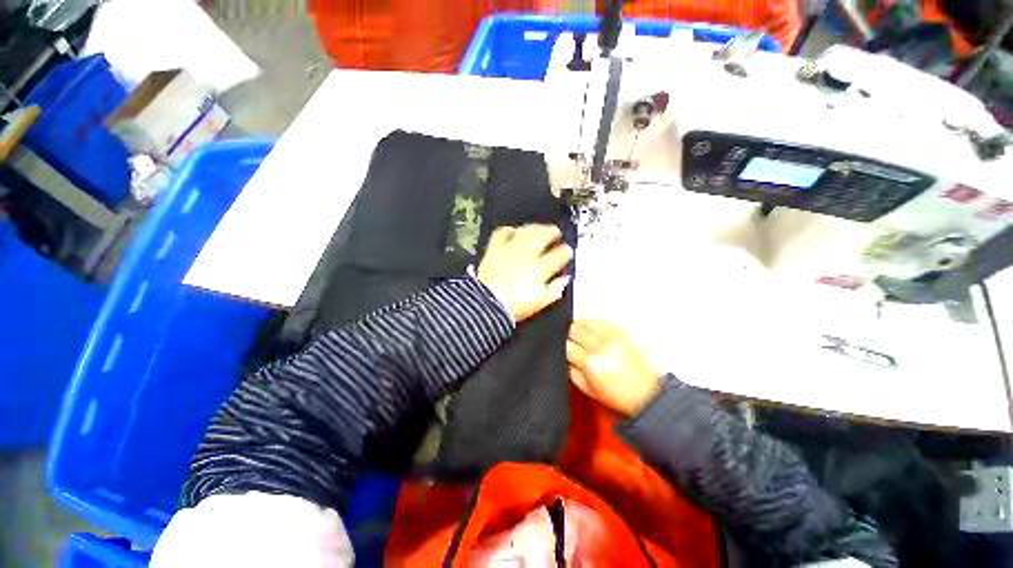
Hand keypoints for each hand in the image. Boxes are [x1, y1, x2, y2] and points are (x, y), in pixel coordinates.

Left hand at [477, 225, 572, 323]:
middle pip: (544, 235)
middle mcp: (527, 254)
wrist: (488, 303)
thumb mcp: (539, 302)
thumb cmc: (515, 306)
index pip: (559, 254)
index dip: (566, 251)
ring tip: (539, 228)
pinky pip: (502, 232)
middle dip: (553, 232)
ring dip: (535, 227)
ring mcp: (510, 249)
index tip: (567, 251)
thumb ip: (554, 290)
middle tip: (556, 233)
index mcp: (540, 268)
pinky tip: (513, 231)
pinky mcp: (495, 248)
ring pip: (526, 230)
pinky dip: (509, 230)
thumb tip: (564, 280)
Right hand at [566, 320, 661, 417]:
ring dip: (577, 324)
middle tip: (569, 339)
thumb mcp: (587, 389)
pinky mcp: (620, 331)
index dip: (562, 345)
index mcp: (590, 364)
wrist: (646, 393)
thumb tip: (563, 355)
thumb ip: (570, 370)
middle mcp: (600, 347)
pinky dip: (590, 321)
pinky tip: (589, 326)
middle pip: (573, 329)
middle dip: (568, 334)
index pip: (566, 346)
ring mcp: (611, 337)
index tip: (563, 347)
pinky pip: (599, 319)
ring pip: (585, 321)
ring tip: (576, 331)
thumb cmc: (619, 395)